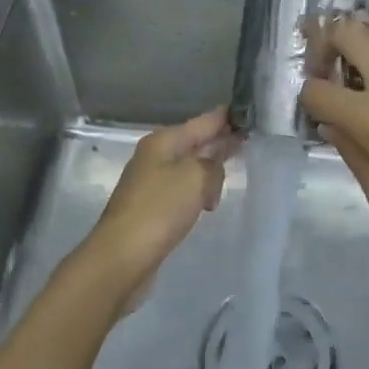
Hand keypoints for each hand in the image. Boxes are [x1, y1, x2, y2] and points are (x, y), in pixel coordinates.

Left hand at [82, 107, 238, 307]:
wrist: (122, 257)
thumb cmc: (159, 209)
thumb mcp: (196, 177)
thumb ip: (213, 165)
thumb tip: (212, 171)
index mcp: (163, 142)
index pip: (202, 122)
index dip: (224, 117)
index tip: (246, 111)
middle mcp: (155, 157)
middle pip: (194, 142)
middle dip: (219, 141)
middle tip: (246, 139)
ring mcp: (151, 183)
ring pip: (189, 168)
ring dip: (209, 170)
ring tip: (232, 171)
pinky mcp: (152, 209)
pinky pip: (182, 191)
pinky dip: (198, 192)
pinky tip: (209, 203)